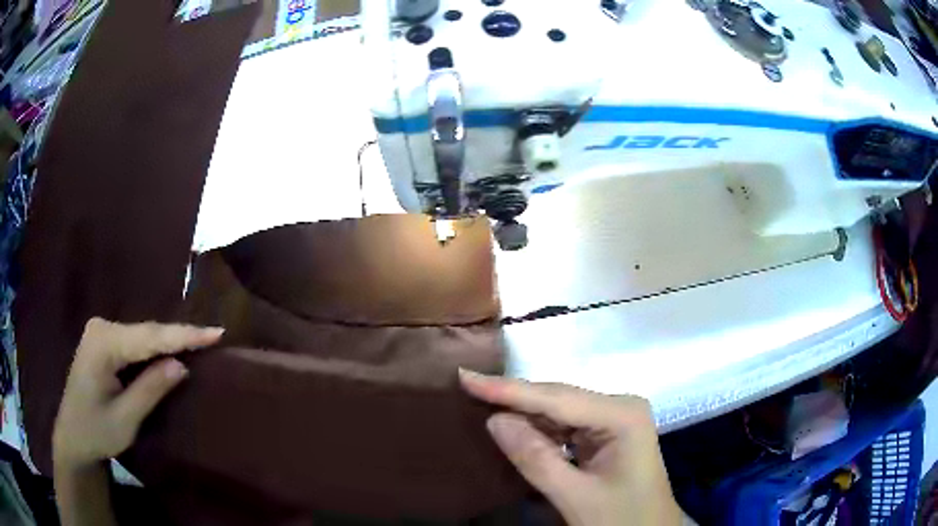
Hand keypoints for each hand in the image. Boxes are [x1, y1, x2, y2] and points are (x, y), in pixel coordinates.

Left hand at [53, 318, 222, 469]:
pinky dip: (156, 348)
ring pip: (143, 335)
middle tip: (213, 337)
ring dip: (170, 342)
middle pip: (147, 331)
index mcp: (103, 343)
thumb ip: (150, 389)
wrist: (72, 436)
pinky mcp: (104, 341)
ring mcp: (102, 332)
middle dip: (180, 336)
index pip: (149, 336)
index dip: (184, 335)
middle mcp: (102, 328)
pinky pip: (136, 341)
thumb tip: (181, 364)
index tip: (216, 333)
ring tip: (201, 342)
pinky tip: (173, 350)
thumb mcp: (125, 419)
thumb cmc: (95, 431)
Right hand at [460, 370, 681, 525]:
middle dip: (513, 396)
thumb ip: (535, 458)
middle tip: (467, 386)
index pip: (556, 398)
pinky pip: (566, 425)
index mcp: (622, 415)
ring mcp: (615, 419)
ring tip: (480, 401)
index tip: (467, 377)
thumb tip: (494, 420)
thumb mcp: (576, 496)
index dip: (508, 389)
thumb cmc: (621, 519)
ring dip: (523, 411)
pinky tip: (514, 426)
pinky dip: (538, 429)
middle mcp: (620, 406)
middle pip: (558, 398)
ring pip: (560, 409)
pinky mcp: (607, 433)